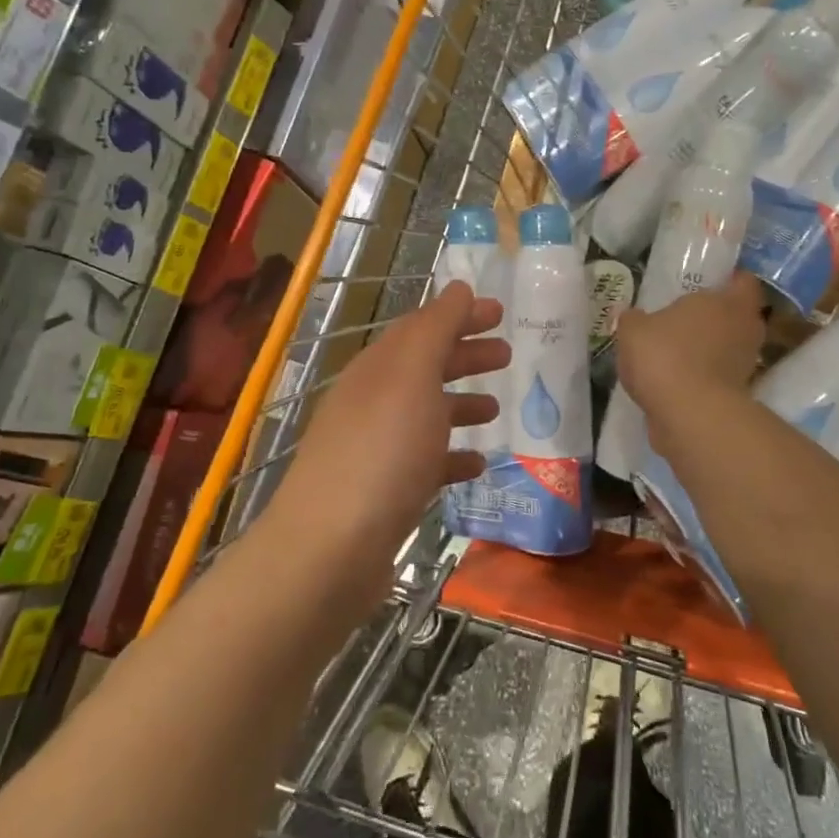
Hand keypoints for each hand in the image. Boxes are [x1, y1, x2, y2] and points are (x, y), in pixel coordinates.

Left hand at [277, 282, 509, 557]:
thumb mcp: (411, 378)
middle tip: (508, 356)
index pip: (421, 328)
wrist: (330, 550)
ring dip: (460, 405)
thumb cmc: (381, 453)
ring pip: (424, 415)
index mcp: (377, 369)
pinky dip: (451, 457)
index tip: (500, 313)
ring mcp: (375, 450)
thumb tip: (459, 288)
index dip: (459, 316)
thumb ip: (436, 329)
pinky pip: (425, 463)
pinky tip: (477, 465)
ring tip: (497, 409)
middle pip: (423, 368)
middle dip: (464, 357)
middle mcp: (371, 403)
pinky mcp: (383, 494)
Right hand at [616, 271, 764, 418]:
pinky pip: (718, 376)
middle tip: (686, 317)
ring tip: (675, 351)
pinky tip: (673, 380)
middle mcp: (746, 330)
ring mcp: (745, 366)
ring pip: (728, 348)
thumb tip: (631, 316)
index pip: (743, 281)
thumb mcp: (633, 329)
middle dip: (716, 316)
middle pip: (738, 316)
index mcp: (729, 302)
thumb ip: (633, 318)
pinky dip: (701, 376)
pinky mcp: (736, 396)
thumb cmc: (665, 356)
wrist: (688, 417)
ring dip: (708, 349)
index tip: (710, 282)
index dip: (730, 280)